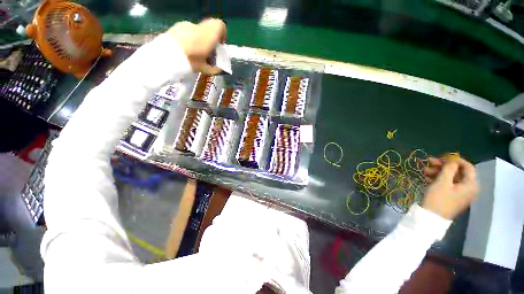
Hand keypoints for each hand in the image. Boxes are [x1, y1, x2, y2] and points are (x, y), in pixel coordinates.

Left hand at [167, 19, 225, 74]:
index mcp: (209, 35)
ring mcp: (187, 25)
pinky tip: (186, 48)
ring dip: (200, 39)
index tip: (219, 45)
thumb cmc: (189, 61)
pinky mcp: (177, 26)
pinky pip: (189, 31)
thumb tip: (219, 69)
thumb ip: (215, 69)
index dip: (222, 34)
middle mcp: (199, 27)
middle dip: (211, 39)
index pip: (220, 26)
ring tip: (195, 52)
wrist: (166, 55)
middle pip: (209, 28)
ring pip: (199, 30)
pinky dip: (191, 38)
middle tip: (208, 51)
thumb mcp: (204, 69)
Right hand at [422, 156, 478, 219]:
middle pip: (458, 172)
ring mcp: (460, 193)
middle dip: (443, 166)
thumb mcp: (442, 182)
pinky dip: (438, 179)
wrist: (431, 217)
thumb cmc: (438, 199)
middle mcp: (469, 188)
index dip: (456, 160)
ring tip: (424, 171)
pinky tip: (427, 178)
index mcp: (471, 184)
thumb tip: (452, 159)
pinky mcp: (452, 197)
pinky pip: (448, 184)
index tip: (442, 157)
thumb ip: (449, 168)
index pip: (468, 167)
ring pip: (451, 178)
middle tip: (429, 162)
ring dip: (438, 172)